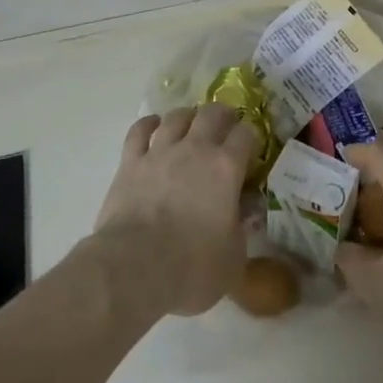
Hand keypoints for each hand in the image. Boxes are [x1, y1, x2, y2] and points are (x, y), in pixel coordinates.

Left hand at [91, 105, 257, 319]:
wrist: (135, 269)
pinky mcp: (131, 162)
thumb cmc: (192, 268)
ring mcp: (161, 151)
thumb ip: (243, 229)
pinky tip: (153, 126)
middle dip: (222, 115)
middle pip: (212, 113)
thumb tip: (247, 212)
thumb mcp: (234, 258)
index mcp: (226, 168)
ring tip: (190, 125)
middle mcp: (195, 149)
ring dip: (187, 117)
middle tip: (224, 127)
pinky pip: (139, 130)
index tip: (251, 149)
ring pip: (177, 116)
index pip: (246, 134)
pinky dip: (148, 124)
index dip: (251, 138)